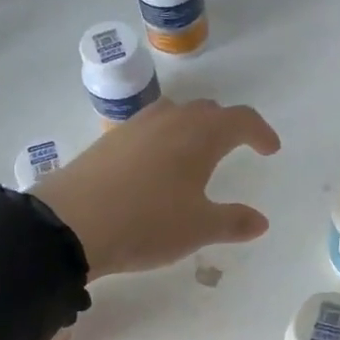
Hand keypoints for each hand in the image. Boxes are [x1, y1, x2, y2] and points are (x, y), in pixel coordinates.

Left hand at [34, 99, 281, 279]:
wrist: (69, 224)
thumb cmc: (147, 223)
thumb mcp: (198, 229)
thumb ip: (233, 222)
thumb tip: (260, 221)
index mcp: (199, 135)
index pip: (240, 119)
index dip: (260, 132)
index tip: (270, 149)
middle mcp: (169, 120)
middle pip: (207, 110)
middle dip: (227, 125)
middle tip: (237, 147)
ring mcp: (134, 127)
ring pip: (174, 114)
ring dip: (193, 127)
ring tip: (196, 153)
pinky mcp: (108, 140)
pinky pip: (148, 128)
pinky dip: (164, 138)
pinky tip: (156, 166)